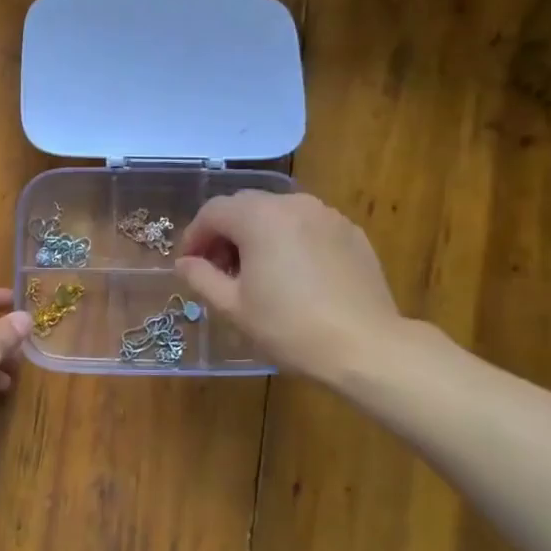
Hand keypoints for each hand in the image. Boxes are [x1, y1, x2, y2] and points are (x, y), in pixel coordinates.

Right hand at [175, 191, 405, 381]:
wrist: (365, 346)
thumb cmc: (289, 327)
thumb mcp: (234, 307)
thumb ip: (202, 278)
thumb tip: (184, 263)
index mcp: (259, 217)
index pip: (213, 212)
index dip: (194, 236)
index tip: (189, 264)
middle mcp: (292, 204)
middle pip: (245, 206)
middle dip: (225, 233)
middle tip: (218, 269)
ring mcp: (326, 215)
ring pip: (278, 213)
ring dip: (257, 234)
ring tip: (256, 272)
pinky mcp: (350, 231)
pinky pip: (307, 226)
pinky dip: (290, 240)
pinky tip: (293, 275)